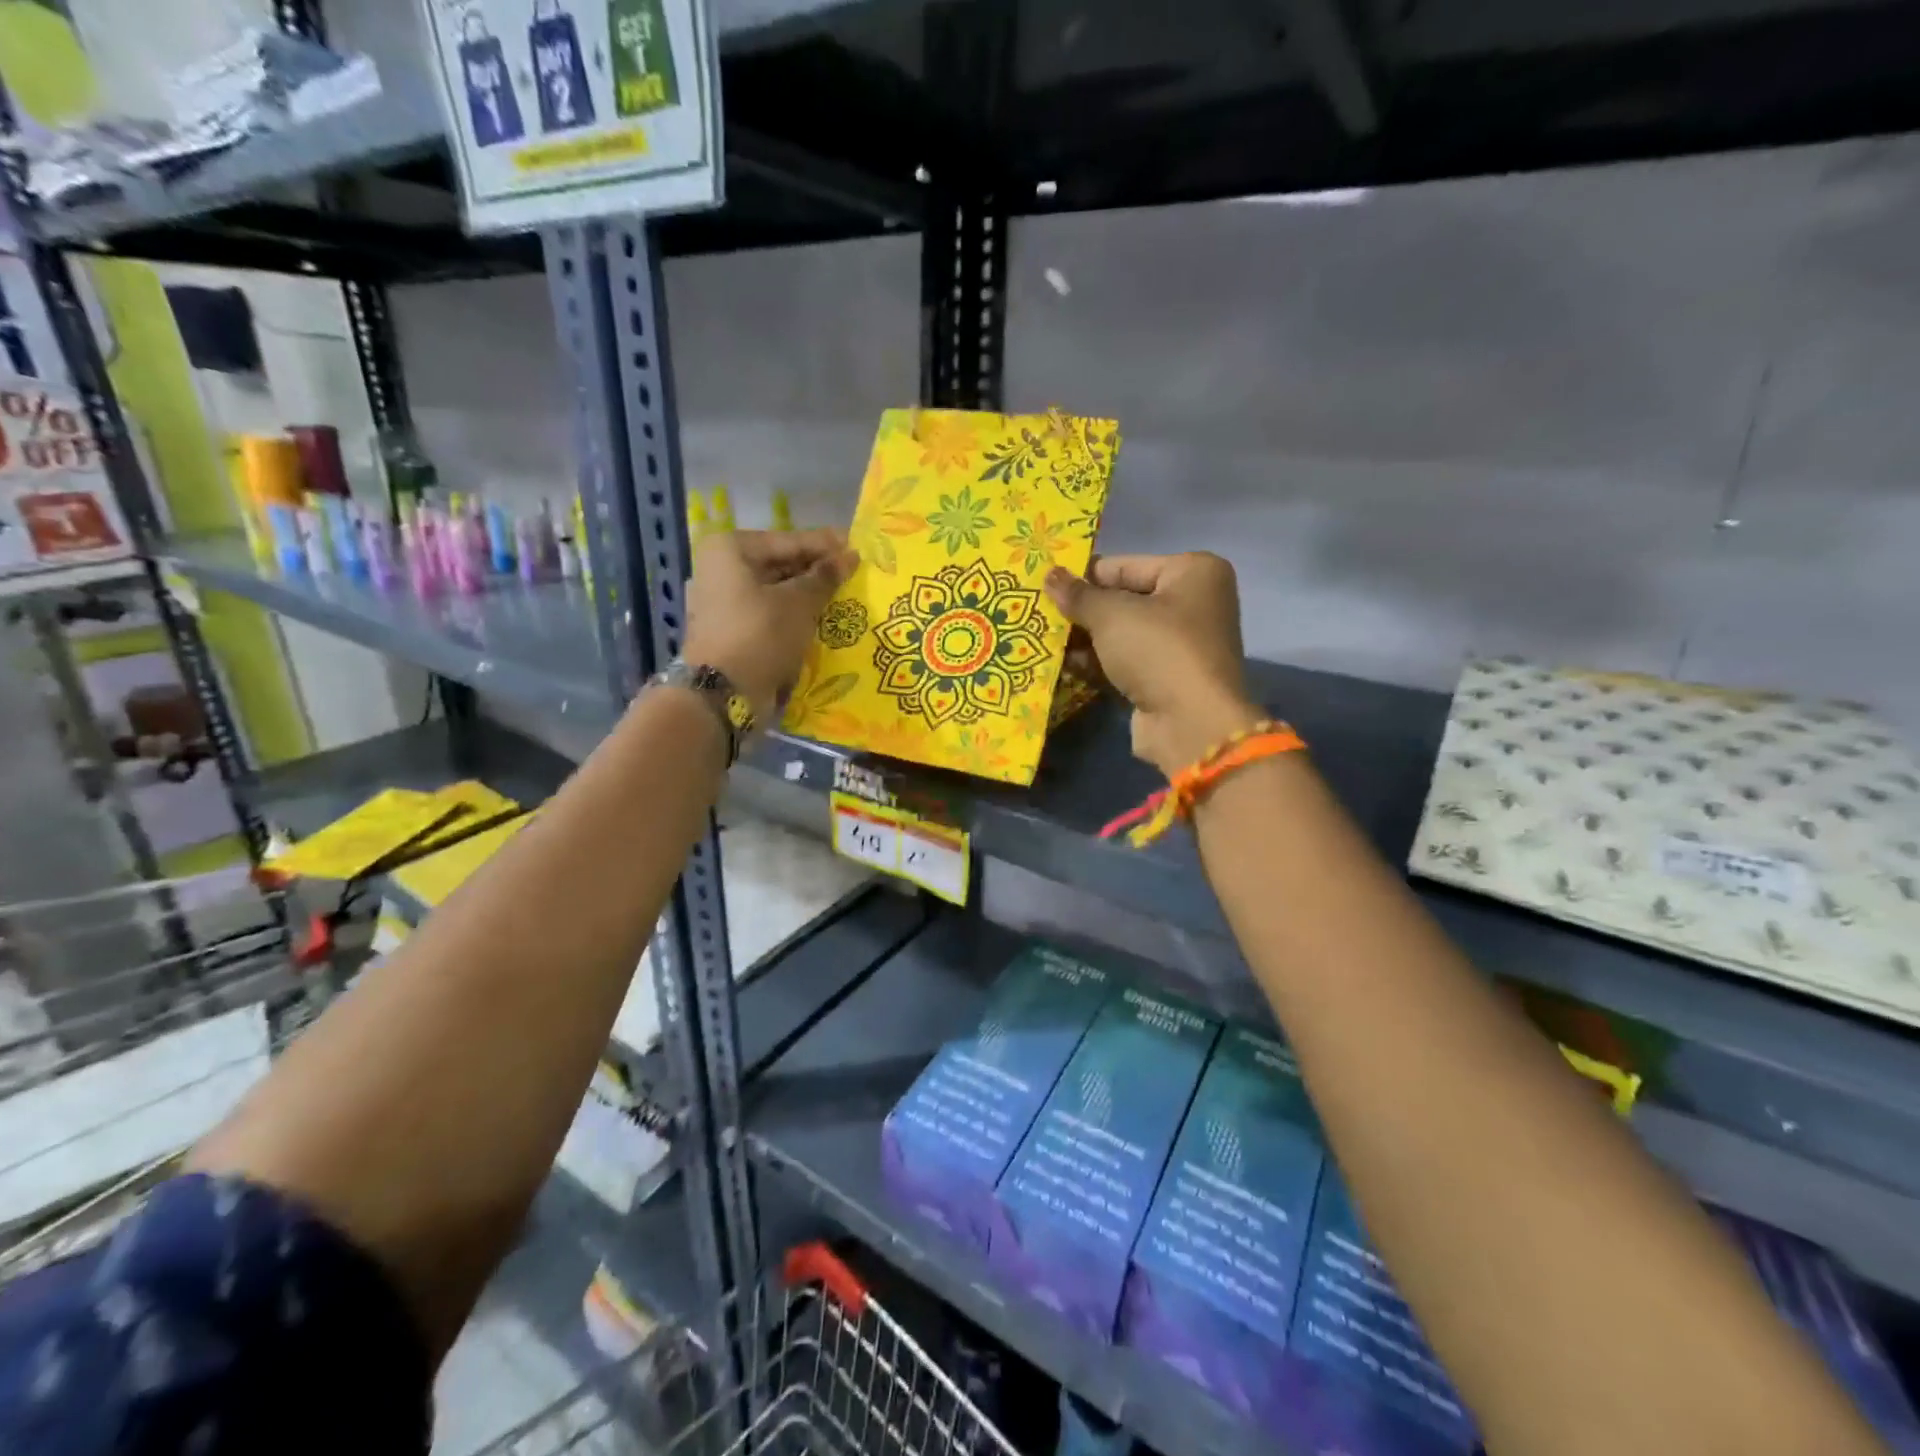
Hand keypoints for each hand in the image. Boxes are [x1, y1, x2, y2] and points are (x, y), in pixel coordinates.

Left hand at [684, 529, 858, 719]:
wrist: (724, 696)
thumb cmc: (761, 635)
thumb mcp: (799, 603)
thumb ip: (825, 577)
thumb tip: (850, 556)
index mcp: (730, 549)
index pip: (789, 541)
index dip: (826, 545)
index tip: (858, 545)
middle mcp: (721, 569)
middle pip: (780, 564)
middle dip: (817, 572)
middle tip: (855, 574)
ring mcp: (723, 602)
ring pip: (776, 591)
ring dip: (808, 596)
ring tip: (845, 597)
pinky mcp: (731, 630)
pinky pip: (769, 614)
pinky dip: (794, 616)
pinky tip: (823, 620)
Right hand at [1045, 553, 1260, 774]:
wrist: (1190, 723)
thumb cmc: (1157, 650)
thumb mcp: (1111, 614)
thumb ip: (1078, 595)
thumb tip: (1050, 576)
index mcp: (1193, 572)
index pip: (1125, 566)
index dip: (1084, 575)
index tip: (1045, 585)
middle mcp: (1193, 604)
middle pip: (1124, 600)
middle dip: (1083, 610)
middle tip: (1038, 613)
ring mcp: (1180, 645)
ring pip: (1121, 634)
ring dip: (1084, 639)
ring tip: (1041, 639)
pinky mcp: (1165, 680)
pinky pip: (1124, 662)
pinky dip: (1096, 663)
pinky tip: (1060, 664)